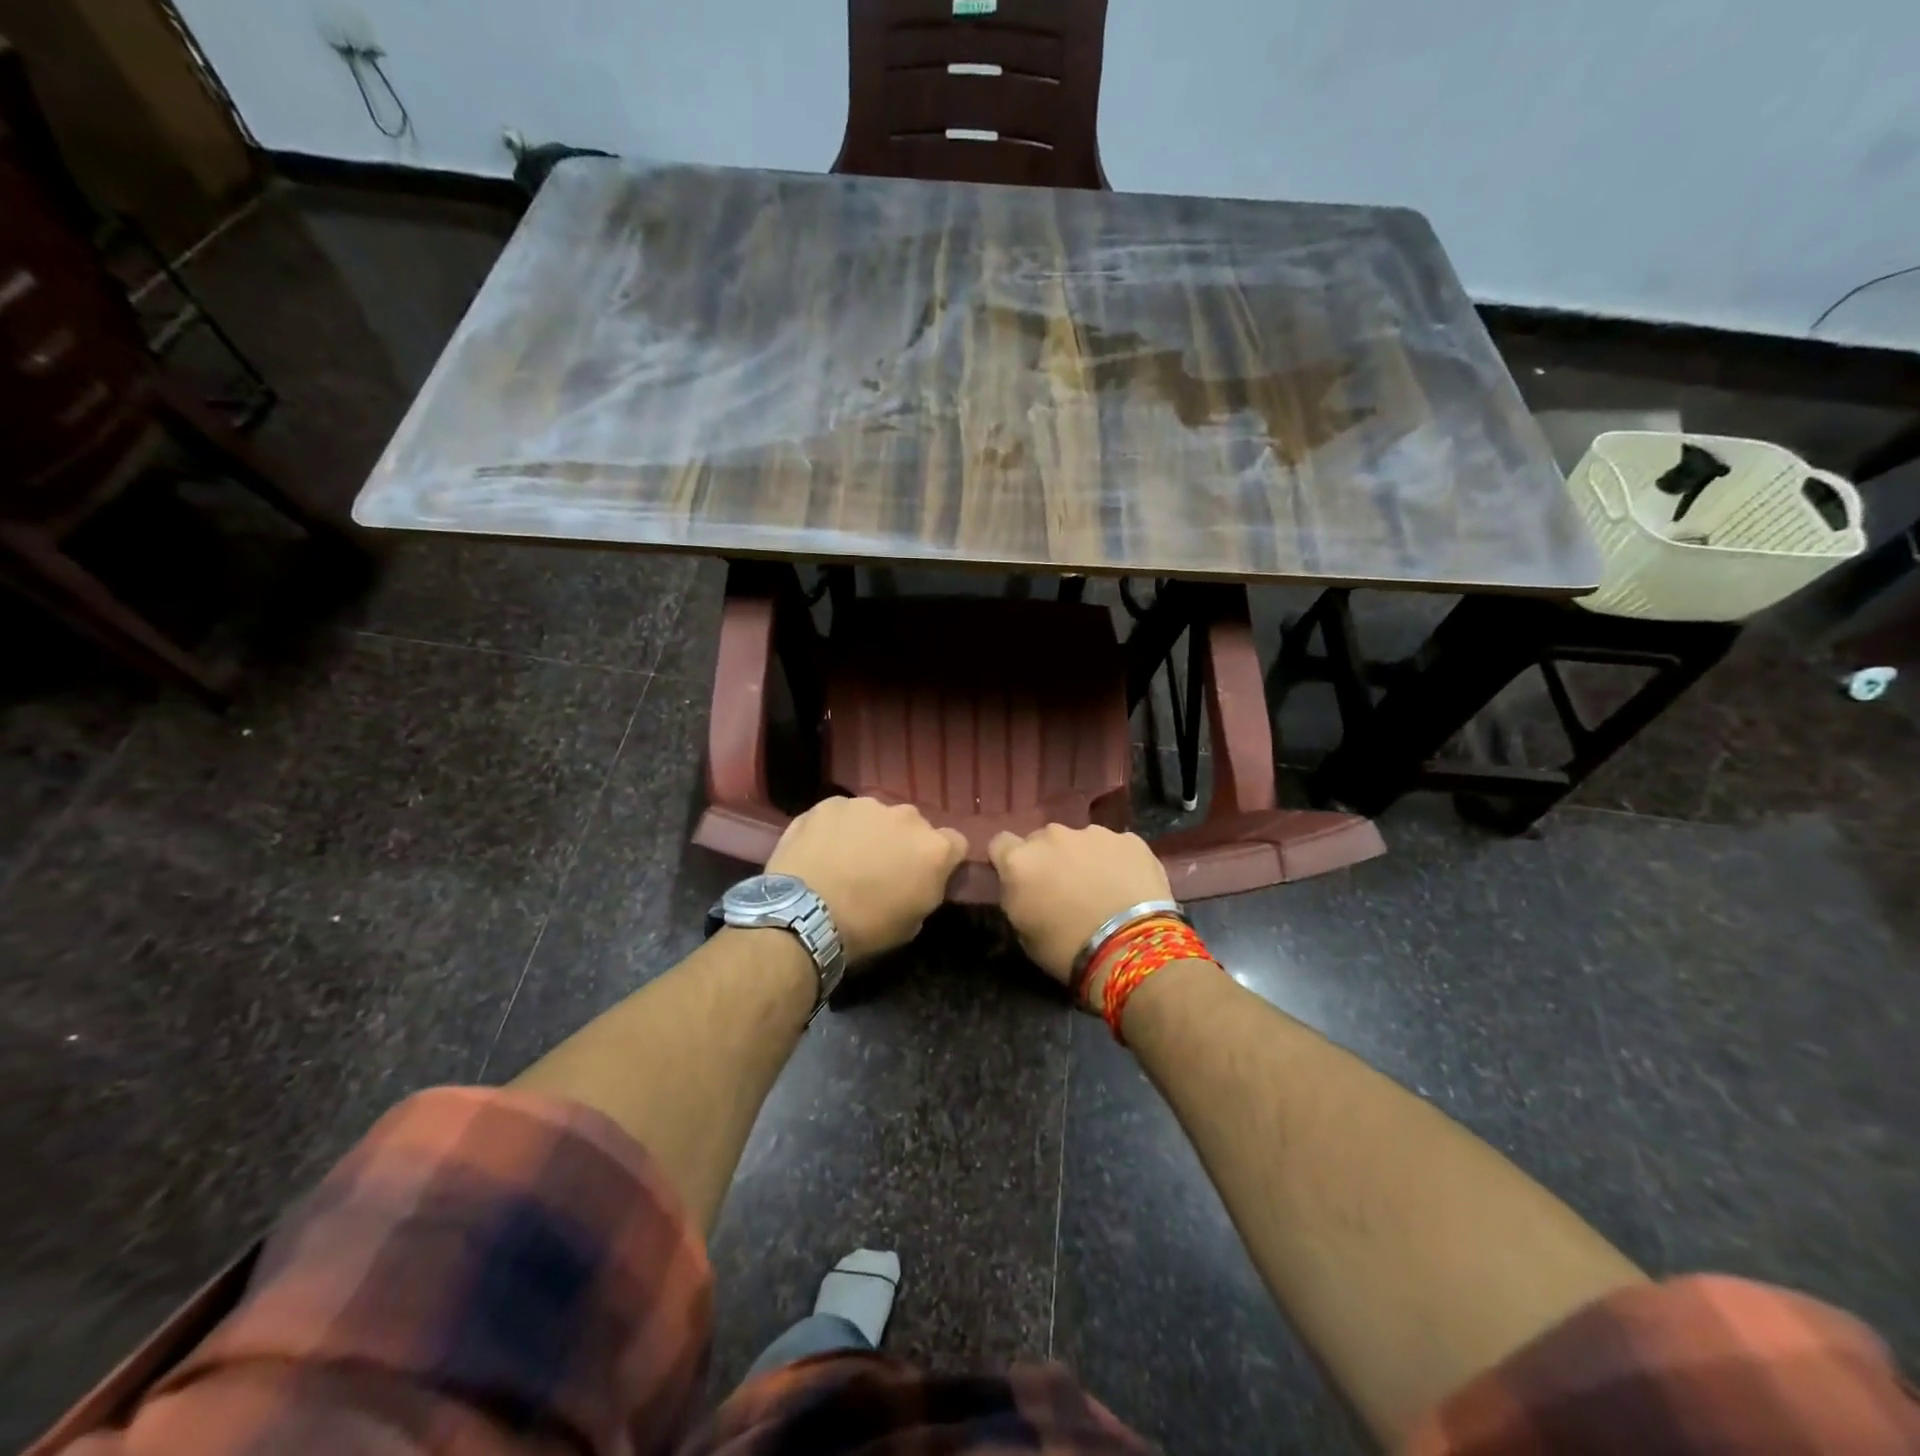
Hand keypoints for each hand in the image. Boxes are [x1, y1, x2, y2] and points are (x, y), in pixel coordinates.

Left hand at [767, 797, 967, 962]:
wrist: (804, 915)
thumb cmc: (865, 927)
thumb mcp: (913, 922)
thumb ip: (927, 888)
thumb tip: (921, 878)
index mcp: (934, 849)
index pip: (955, 843)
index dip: (942, 859)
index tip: (924, 874)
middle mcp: (907, 817)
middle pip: (914, 826)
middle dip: (903, 842)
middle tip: (881, 868)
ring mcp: (867, 805)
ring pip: (876, 816)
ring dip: (869, 832)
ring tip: (845, 859)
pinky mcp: (831, 803)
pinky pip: (842, 814)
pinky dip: (836, 829)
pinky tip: (820, 851)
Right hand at [988, 823, 1172, 993]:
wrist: (1132, 948)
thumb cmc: (1067, 950)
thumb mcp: (1023, 932)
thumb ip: (1018, 897)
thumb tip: (1025, 888)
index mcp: (1020, 860)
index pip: (1000, 843)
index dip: (1008, 860)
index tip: (1020, 879)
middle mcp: (1053, 836)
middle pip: (1042, 840)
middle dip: (1049, 859)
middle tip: (1063, 888)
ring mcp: (1094, 833)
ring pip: (1080, 841)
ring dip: (1083, 858)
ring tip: (1101, 889)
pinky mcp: (1130, 839)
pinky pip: (1115, 847)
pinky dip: (1116, 862)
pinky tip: (1127, 887)